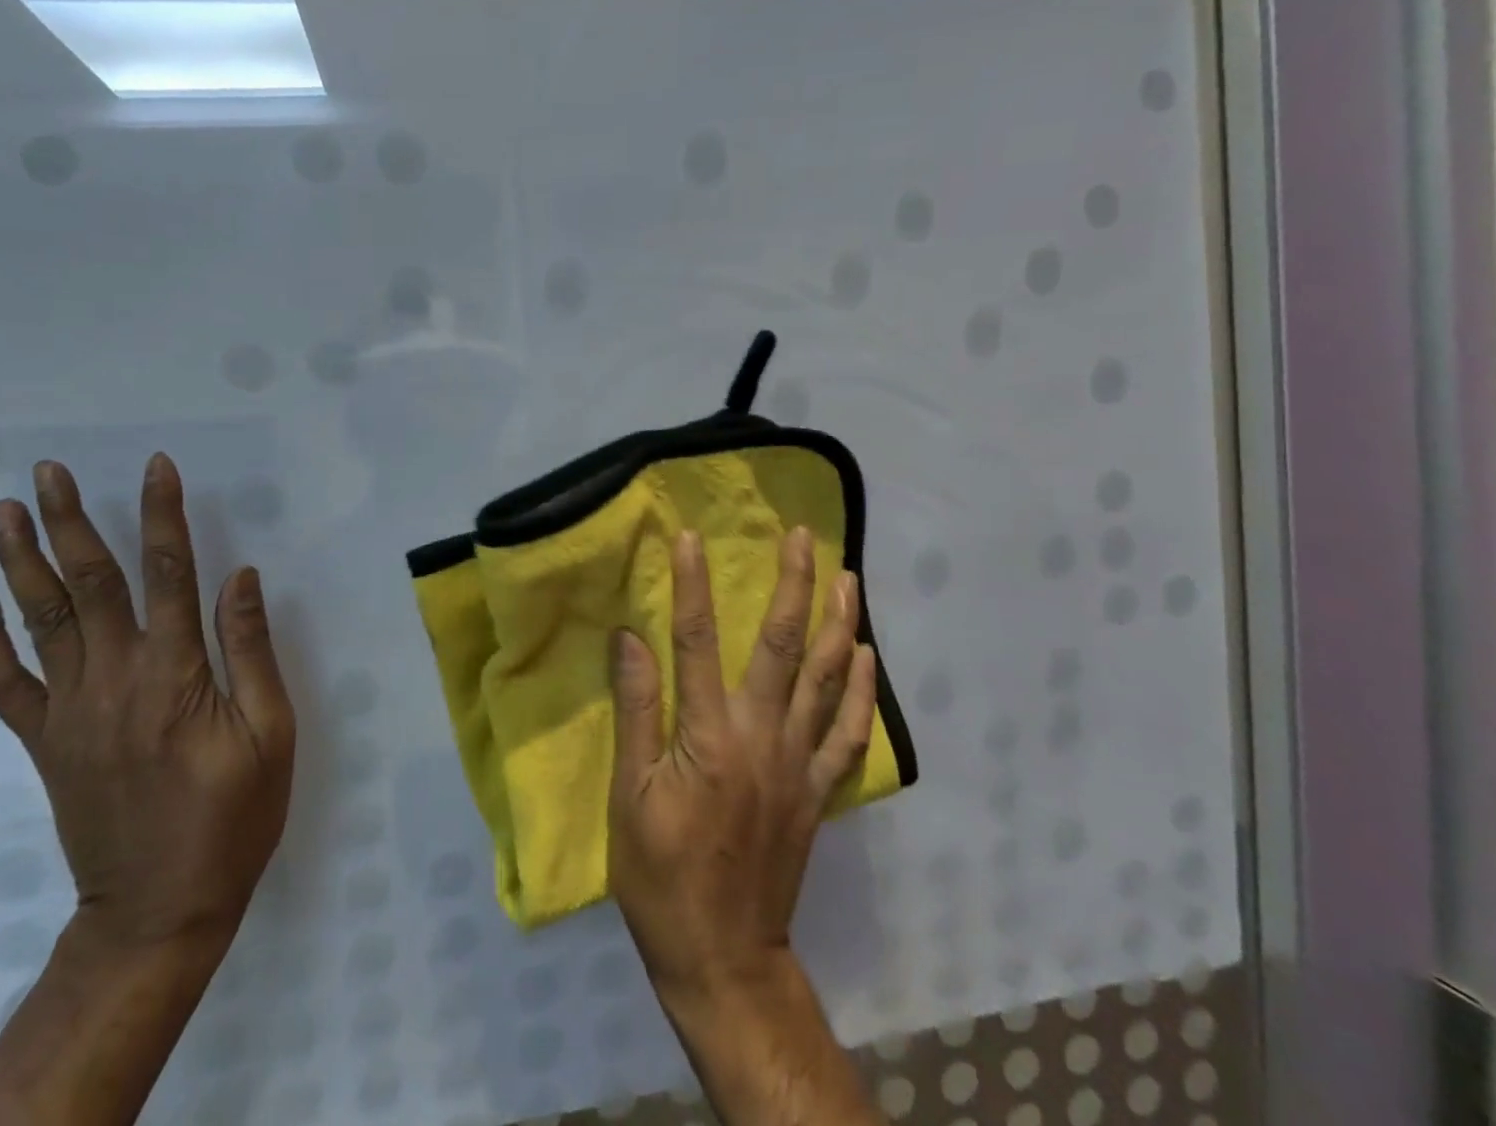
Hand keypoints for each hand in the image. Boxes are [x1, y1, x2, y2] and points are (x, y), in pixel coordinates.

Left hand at [0, 454, 295, 956]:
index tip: (156, 467)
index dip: (163, 515)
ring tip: (7, 510)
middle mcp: (116, 680)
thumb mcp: (272, 734)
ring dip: (23, 561)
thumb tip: (241, 575)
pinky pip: (6, 682)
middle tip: (48, 471)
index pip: (169, 574)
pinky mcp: (46, 742)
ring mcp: (71, 712)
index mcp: (176, 675)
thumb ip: (251, 650)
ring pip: (42, 621)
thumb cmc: (232, 817)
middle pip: (90, 584)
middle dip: (71, 521)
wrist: (158, 910)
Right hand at [607, 527, 877, 1005]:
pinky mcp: (816, 790)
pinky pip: (848, 732)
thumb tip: (629, 638)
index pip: (696, 641)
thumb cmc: (661, 877)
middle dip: (792, 584)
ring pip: (826, 679)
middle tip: (803, 536)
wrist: (723, 958)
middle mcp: (763, 738)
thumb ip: (637, 711)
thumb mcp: (629, 797)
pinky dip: (860, 690)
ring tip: (847, 577)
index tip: (690, 537)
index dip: (692, 585)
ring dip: (838, 622)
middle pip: (782, 646)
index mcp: (710, 738)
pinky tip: (867, 655)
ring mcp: (798, 763)